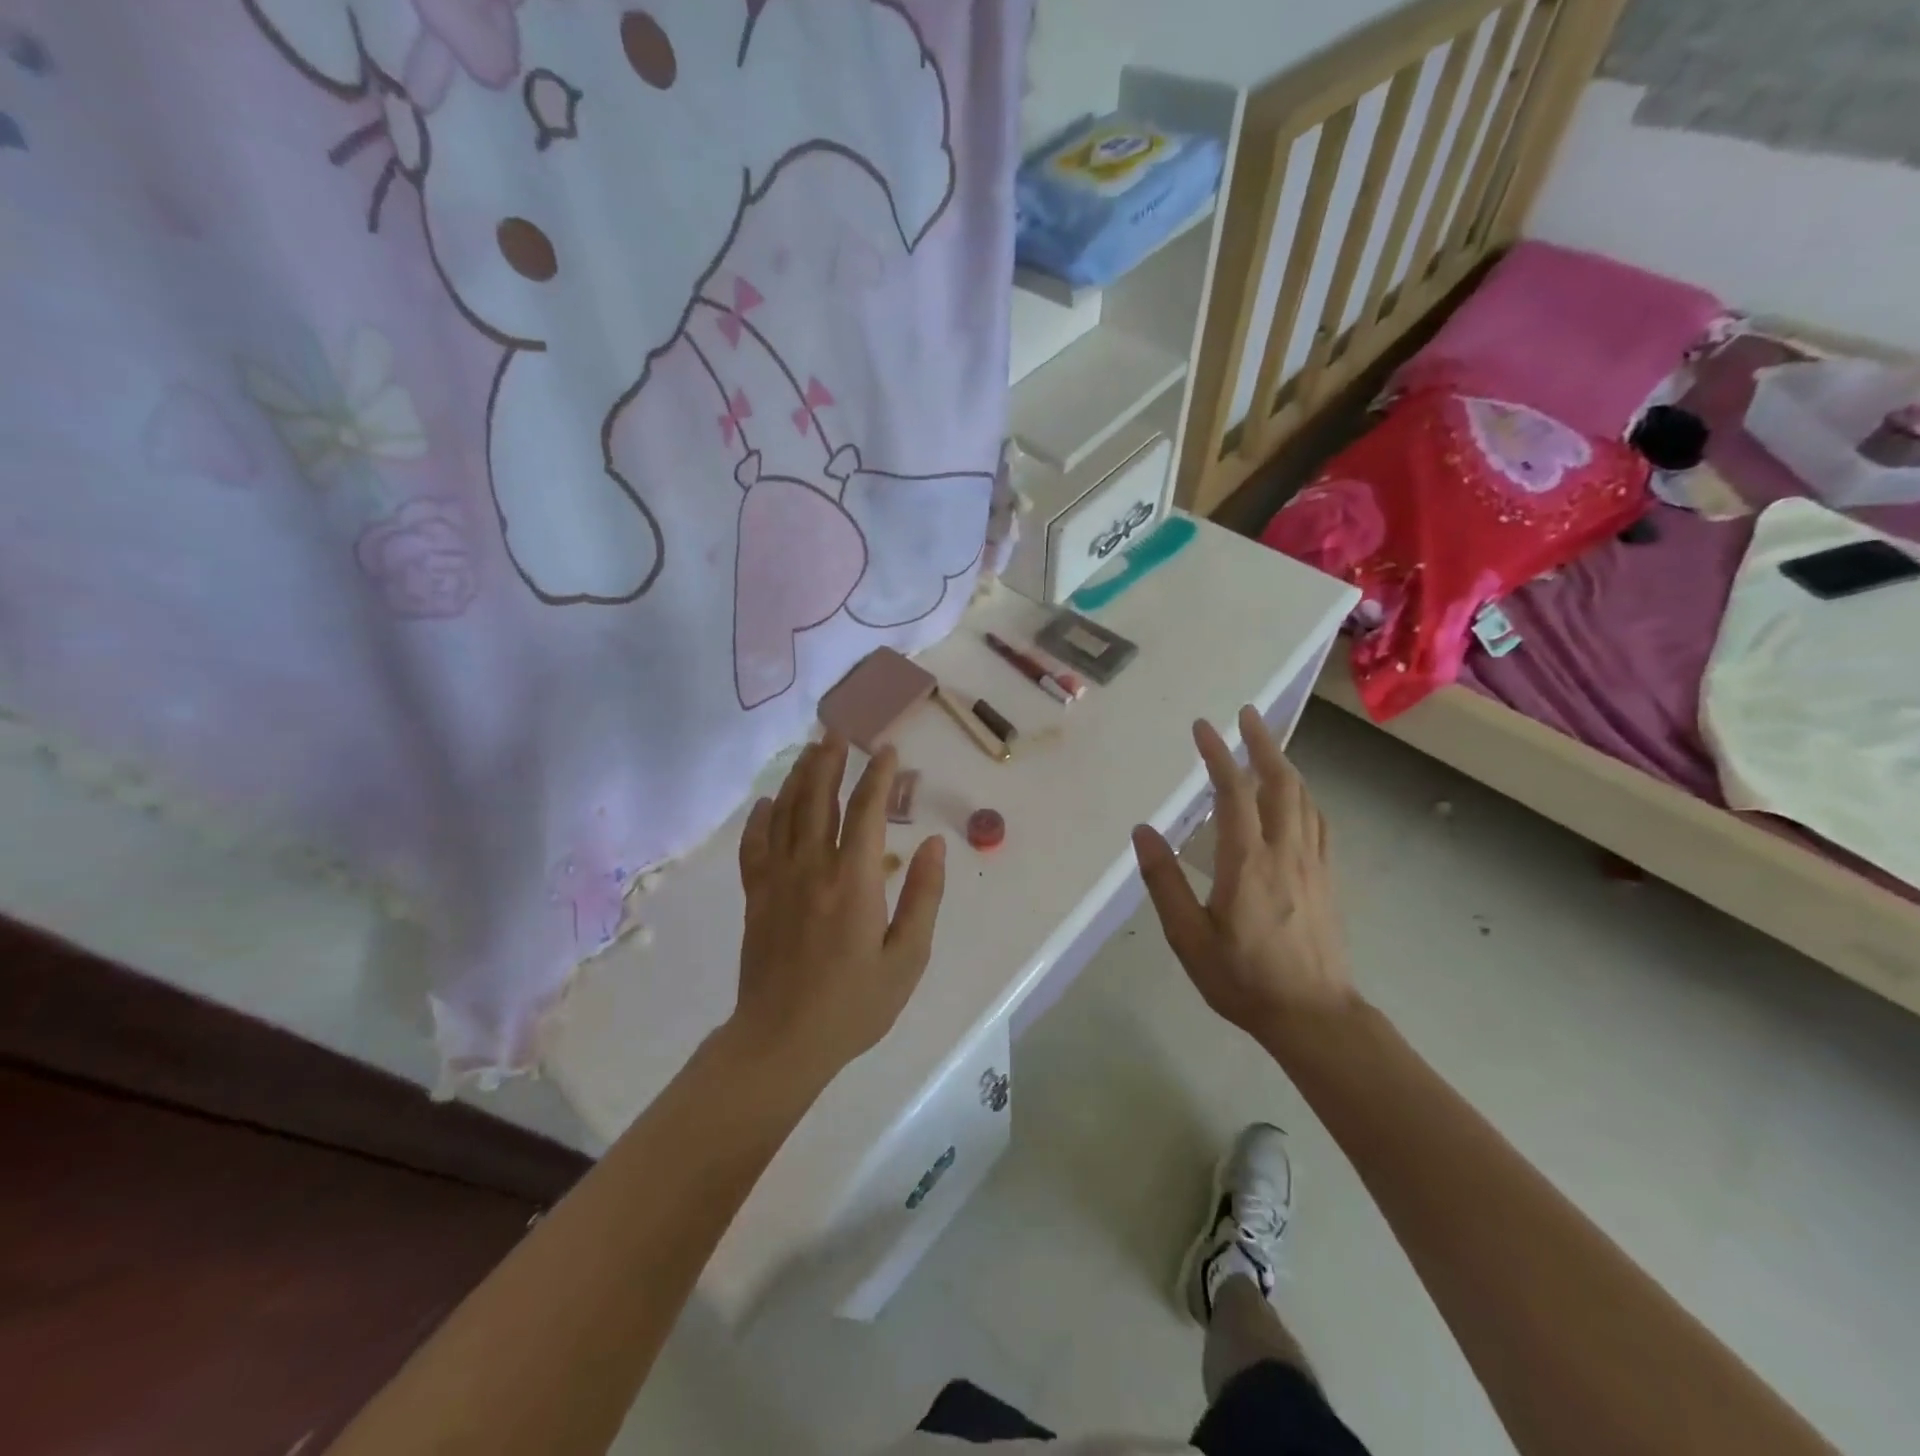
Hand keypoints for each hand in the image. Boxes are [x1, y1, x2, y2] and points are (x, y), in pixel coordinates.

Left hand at [731, 737, 946, 1084]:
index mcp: (853, 881)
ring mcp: (778, 880)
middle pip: (818, 800)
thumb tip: (933, 845)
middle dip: (830, 762)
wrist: (782, 1041)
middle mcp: (812, 868)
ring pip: (786, 814)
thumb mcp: (906, 958)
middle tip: (838, 732)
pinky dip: (761, 819)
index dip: (878, 776)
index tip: (887, 750)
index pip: (866, 811)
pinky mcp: (757, 897)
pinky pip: (755, 846)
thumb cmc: (854, 1004)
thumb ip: (922, 897)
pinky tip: (767, 802)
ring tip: (810, 751)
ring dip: (799, 778)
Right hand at [1132, 706, 1352, 1036]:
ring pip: (1303, 798)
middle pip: (1280, 782)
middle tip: (1246, 714)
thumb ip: (1165, 882)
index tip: (1204, 726)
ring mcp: (1313, 864)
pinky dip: (1303, 795)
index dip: (1219, 755)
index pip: (1235, 793)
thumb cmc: (1243, 979)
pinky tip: (1296, 795)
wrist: (1314, 1017)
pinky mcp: (1327, 878)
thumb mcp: (1189, 938)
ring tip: (1266, 743)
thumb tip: (1144, 831)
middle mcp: (1286, 852)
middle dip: (1262, 743)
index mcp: (1248, 862)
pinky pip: (1318, 821)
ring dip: (1284, 763)